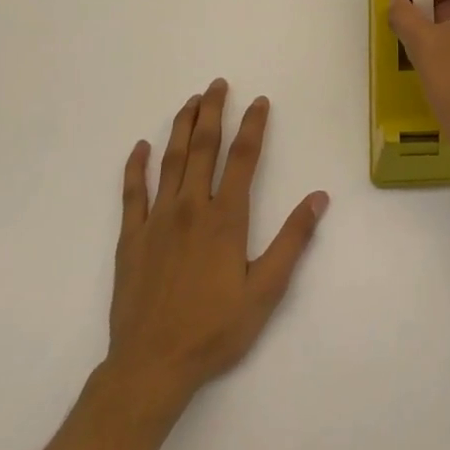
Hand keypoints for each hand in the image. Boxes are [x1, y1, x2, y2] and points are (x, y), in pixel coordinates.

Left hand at [98, 80, 328, 418]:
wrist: (151, 365)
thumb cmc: (215, 329)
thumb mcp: (266, 290)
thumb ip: (292, 240)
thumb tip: (318, 198)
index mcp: (225, 218)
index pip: (242, 158)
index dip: (253, 126)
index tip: (259, 101)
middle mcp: (190, 208)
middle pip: (203, 148)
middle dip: (213, 112)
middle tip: (218, 84)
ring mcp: (156, 220)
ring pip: (170, 161)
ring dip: (181, 128)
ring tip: (190, 102)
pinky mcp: (130, 238)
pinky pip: (132, 192)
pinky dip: (135, 166)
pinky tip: (140, 147)